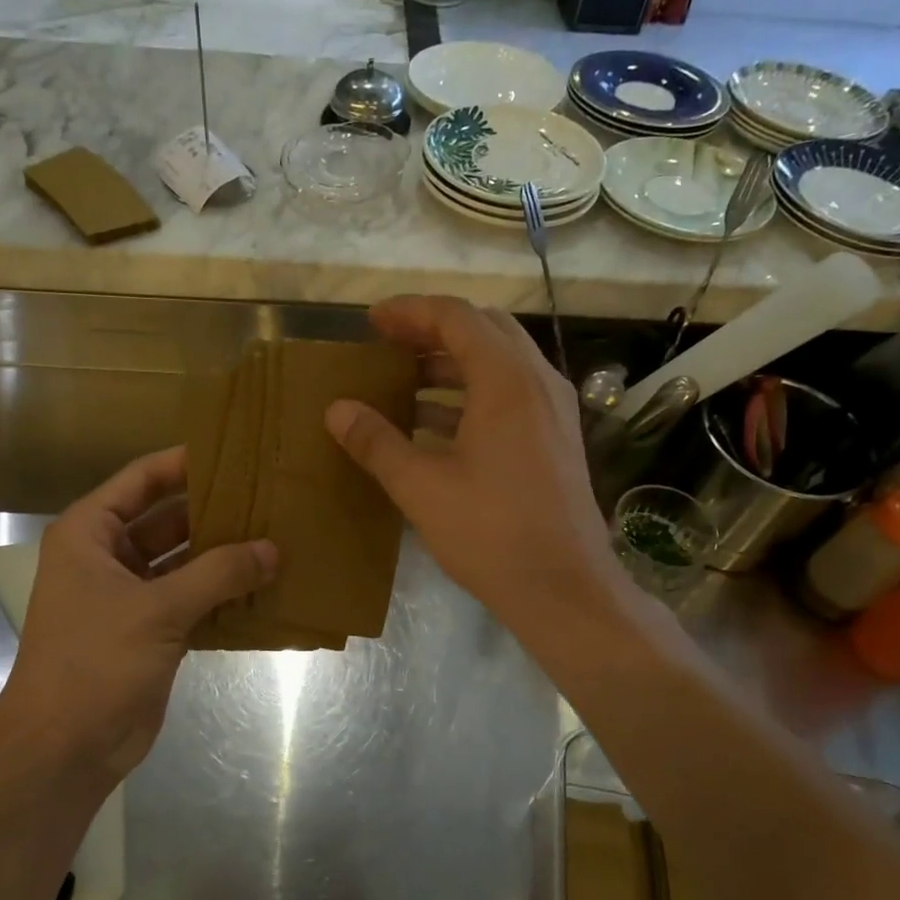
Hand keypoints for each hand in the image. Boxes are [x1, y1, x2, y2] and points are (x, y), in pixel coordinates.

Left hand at [0, 447, 275, 789]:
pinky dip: (223, 592)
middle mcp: (108, 557)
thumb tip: (273, 549)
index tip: (236, 452)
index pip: (141, 479)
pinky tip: (265, 584)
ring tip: (277, 535)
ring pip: (184, 560)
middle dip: (215, 511)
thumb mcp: (157, 609)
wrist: (65, 749)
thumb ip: (218, 573)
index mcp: (90, 534)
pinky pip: (193, 597)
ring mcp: (130, 595)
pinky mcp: (151, 630)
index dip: (185, 462)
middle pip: (167, 518)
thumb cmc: (95, 662)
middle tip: (270, 496)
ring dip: (224, 554)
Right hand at [325, 296, 624, 632]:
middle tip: (389, 344)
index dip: (410, 311)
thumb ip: (377, 442)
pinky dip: (472, 393)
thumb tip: (337, 409)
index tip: (371, 321)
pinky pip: (511, 394)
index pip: (456, 318)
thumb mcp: (421, 488)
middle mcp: (537, 382)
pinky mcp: (555, 438)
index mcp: (506, 381)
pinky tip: (435, 423)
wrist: (563, 587)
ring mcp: (553, 411)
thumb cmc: (491, 533)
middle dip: (433, 330)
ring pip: (500, 362)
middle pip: (484, 330)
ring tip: (404, 379)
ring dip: (453, 363)